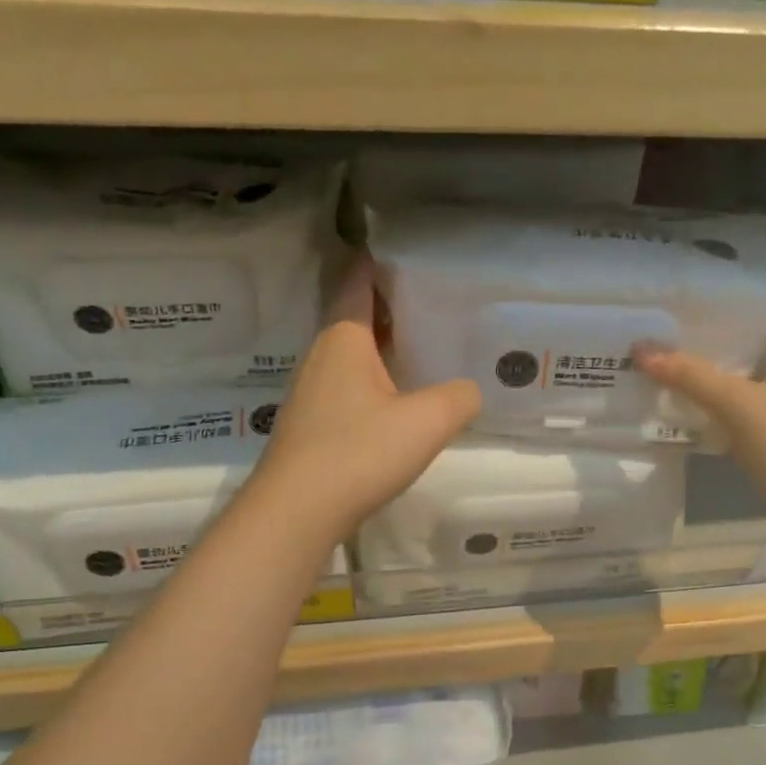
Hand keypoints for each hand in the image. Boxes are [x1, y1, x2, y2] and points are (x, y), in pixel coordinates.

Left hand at [253, 255, 480, 540]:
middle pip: (356, 318)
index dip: (378, 262)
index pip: (358, 282)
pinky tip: (398, 404)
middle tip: (434, 304)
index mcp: (344, 338)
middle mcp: (322, 356)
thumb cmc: (358, 452)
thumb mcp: (426, 422)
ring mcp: (312, 393)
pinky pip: (348, 388)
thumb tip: (469, 391)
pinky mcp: (311, 426)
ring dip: (383, 349)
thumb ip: (459, 398)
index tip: (407, 252)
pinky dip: (373, 382)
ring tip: (424, 351)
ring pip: (352, 356)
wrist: (297, 512)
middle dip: (391, 308)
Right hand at [635, 247, 765, 531]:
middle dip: (729, 305)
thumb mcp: (741, 404)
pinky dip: (715, 388)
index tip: (732, 243)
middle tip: (681, 286)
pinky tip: (680, 386)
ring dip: (718, 349)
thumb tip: (641, 348)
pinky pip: (741, 395)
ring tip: (671, 329)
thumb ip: (691, 375)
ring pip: (750, 359)